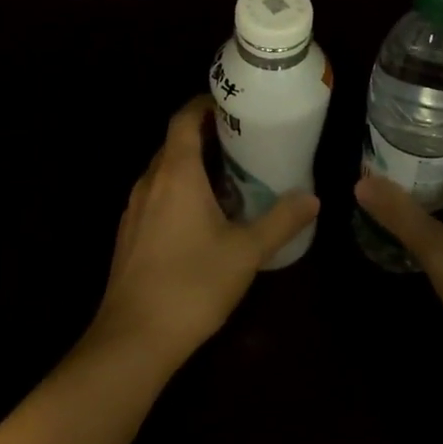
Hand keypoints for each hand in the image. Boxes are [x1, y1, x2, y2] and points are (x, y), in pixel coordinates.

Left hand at [93, 95, 319, 371]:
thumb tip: (313, 198)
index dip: (205, 104)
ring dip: (191, 163)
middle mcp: (150, 181)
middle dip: (205, 134)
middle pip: (175, 142)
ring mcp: (134, 208)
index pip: (184, 119)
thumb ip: (281, 221)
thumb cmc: (192, 284)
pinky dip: (178, 189)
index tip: (233, 104)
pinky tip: (201, 216)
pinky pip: (156, 194)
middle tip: (242, 139)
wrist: (132, 339)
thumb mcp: (246, 252)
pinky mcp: (129, 234)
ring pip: (164, 170)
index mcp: (176, 172)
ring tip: (228, 174)